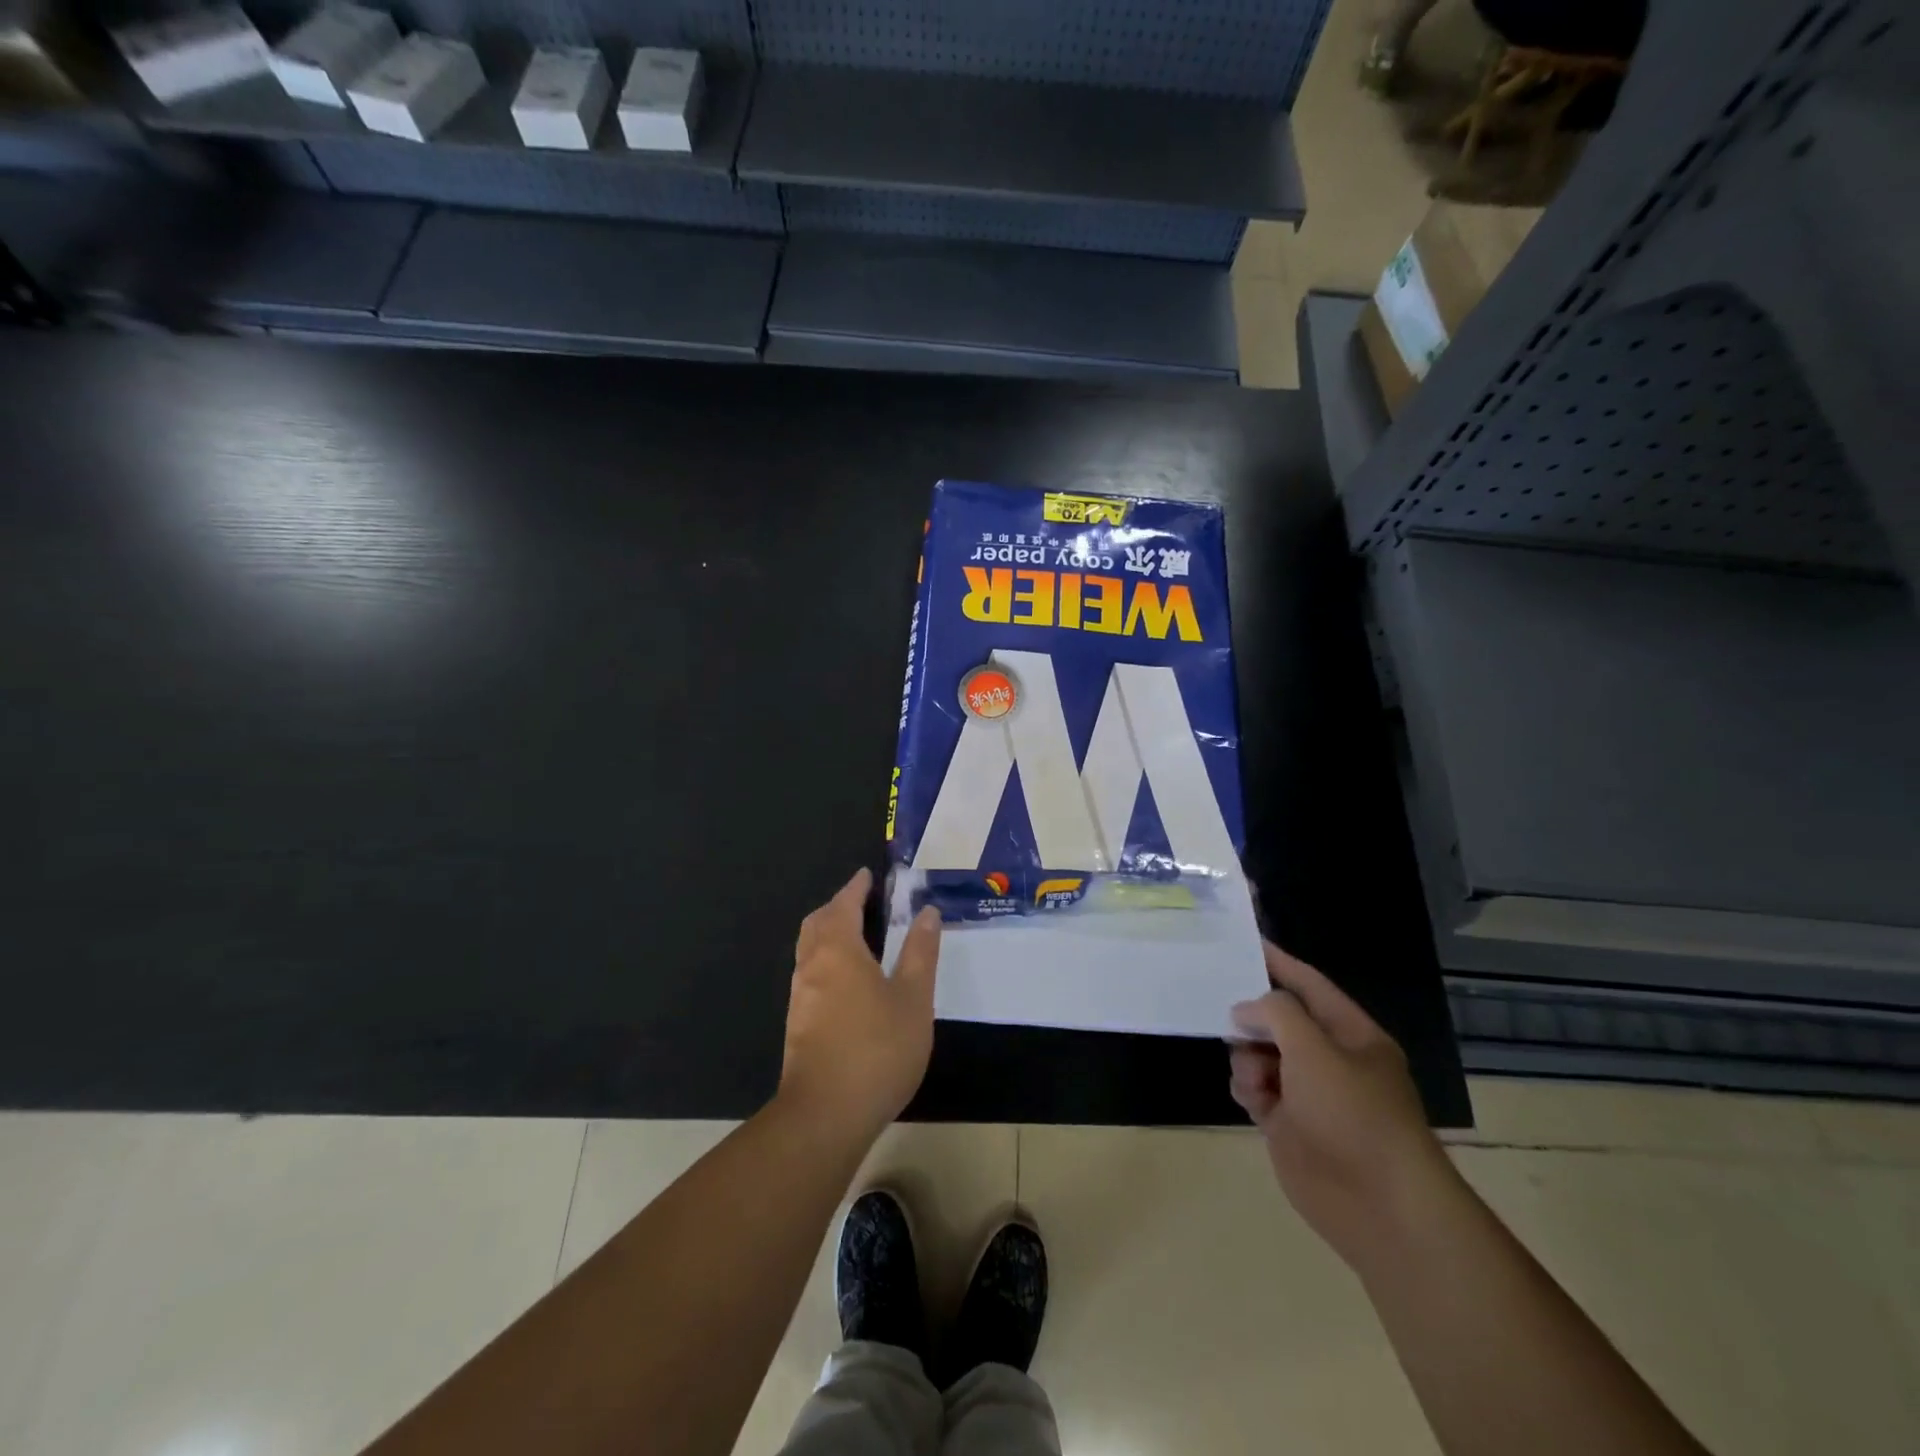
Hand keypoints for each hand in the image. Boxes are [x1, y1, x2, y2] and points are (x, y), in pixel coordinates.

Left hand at [778, 867, 941, 1142]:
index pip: (844, 904)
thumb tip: (927, 912)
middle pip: (818, 923)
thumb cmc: (877, 1049)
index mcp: (838, 950)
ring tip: (858, 936)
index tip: (867, 875)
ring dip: (829, 933)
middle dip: (837, 907)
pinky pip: (810, 973)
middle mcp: (812, 965)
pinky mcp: (798, 1023)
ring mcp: (801, 996)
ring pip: (810, 949)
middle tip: (862, 902)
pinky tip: (848, 981)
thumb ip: (920, 953)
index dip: (856, 887)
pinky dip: (826, 959)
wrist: (826, 1115)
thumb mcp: (914, 999)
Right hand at [1229, 942, 1454, 1271]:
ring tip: (1255, 1078)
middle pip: (1279, 1020)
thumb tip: (1245, 1011)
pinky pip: (1255, 1088)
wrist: (1378, 1206)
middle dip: (1252, 1018)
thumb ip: (1275, 1013)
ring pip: (1260, 1054)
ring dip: (1248, 1059)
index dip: (1278, 962)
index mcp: (1351, 1034)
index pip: (1309, 984)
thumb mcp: (1314, 1048)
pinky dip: (1248, 1088)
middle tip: (1226, 1018)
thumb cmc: (1352, 1113)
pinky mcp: (1288, 1123)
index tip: (1244, 941)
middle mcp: (1330, 1058)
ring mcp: (1308, 1092)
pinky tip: (1254, 1101)